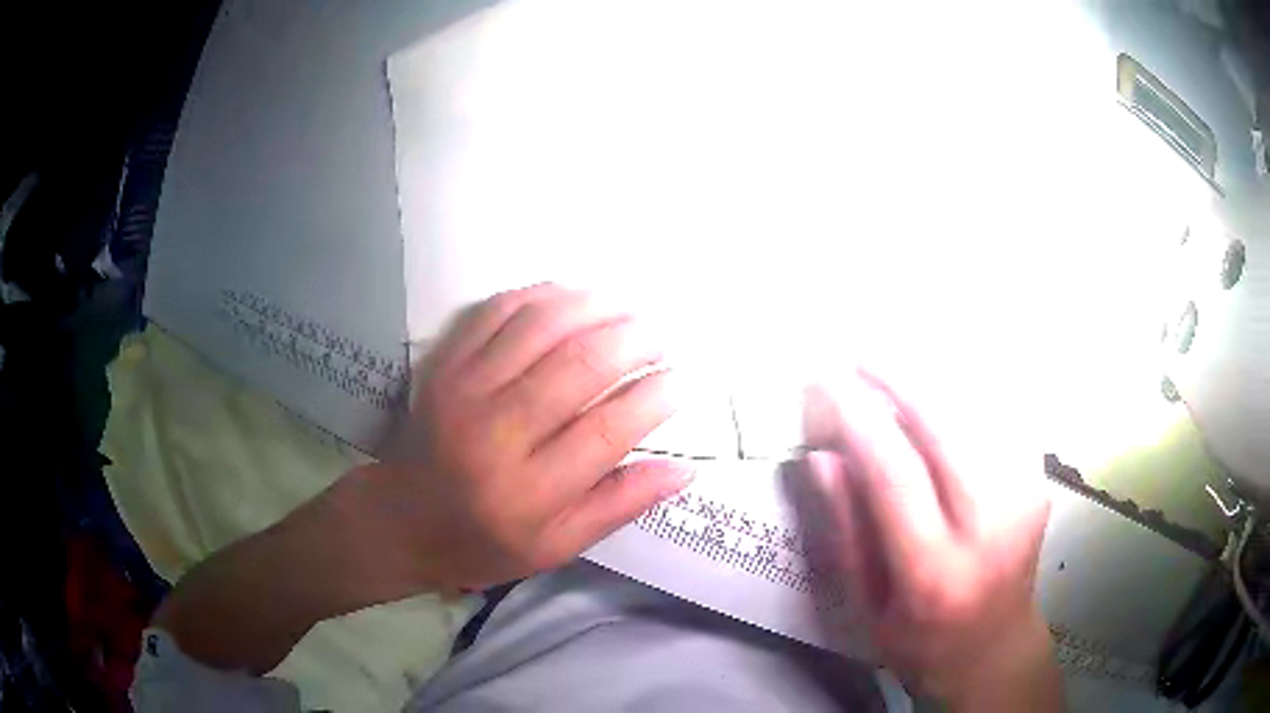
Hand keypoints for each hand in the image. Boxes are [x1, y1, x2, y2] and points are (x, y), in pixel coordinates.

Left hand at [338, 283, 692, 593]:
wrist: (401, 519)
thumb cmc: (483, 541)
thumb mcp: (556, 546)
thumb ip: (619, 505)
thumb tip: (684, 470)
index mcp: (529, 492)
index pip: (607, 431)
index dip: (653, 398)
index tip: (680, 381)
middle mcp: (496, 434)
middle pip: (578, 367)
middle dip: (632, 341)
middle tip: (658, 336)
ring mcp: (464, 390)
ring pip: (540, 327)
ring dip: (592, 307)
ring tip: (623, 309)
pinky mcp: (445, 364)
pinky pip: (496, 312)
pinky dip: (539, 295)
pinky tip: (569, 297)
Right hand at [799, 371, 1060, 708]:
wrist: (994, 647)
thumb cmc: (919, 641)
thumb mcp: (866, 606)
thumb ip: (846, 531)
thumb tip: (823, 456)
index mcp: (935, 571)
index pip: (894, 474)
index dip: (857, 418)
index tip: (824, 381)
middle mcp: (989, 526)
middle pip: (945, 426)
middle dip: (897, 376)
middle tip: (857, 354)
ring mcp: (1024, 497)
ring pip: (977, 409)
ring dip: (932, 373)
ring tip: (891, 358)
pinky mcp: (1037, 481)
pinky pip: (1001, 415)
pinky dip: (967, 387)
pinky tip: (939, 378)